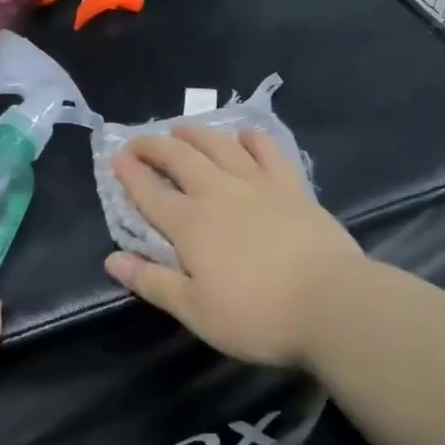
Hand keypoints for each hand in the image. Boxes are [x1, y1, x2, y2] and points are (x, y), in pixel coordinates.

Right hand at [105, 126, 365, 366]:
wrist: (332, 304)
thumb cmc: (258, 315)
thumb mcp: (195, 310)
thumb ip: (152, 281)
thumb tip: (111, 259)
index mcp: (190, 224)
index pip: (149, 191)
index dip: (128, 173)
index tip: (115, 158)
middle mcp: (217, 193)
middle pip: (178, 158)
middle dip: (153, 145)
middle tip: (138, 141)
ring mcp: (257, 184)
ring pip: (218, 145)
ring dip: (194, 133)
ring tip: (180, 129)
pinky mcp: (291, 185)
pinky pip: (267, 150)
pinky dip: (251, 137)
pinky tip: (243, 135)